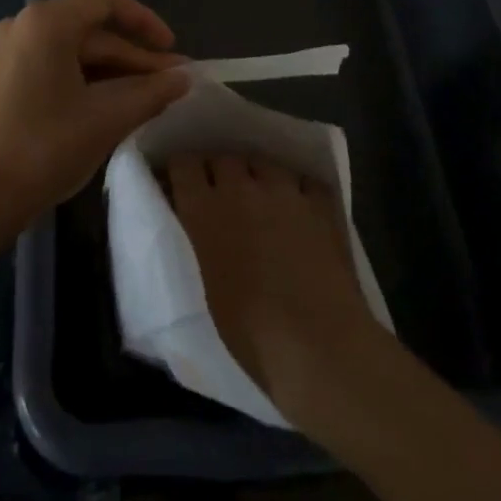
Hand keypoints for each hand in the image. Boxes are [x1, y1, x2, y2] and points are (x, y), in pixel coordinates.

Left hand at [0, 0, 189, 244]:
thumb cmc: (43, 149)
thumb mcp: (106, 119)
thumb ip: (151, 93)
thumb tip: (185, 78)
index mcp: (47, 21)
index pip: (108, 2)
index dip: (146, 22)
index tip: (173, 50)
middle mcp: (26, 24)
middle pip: (93, 30)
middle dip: (135, 57)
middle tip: (173, 84)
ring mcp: (11, 50)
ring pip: (76, 51)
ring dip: (115, 72)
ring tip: (151, 98)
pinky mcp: (5, 77)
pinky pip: (57, 66)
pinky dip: (88, 81)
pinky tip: (115, 105)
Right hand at [168, 154, 387, 425]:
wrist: (319, 344)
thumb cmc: (252, 334)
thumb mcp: (209, 286)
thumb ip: (202, 242)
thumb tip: (201, 227)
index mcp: (205, 211)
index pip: (182, 164)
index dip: (180, 169)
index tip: (180, 181)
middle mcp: (241, 189)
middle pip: (223, 157)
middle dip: (218, 170)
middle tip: (220, 192)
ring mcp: (284, 191)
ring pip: (263, 161)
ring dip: (257, 174)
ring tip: (261, 194)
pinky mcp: (319, 202)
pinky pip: (303, 180)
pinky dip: (298, 189)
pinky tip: (300, 206)